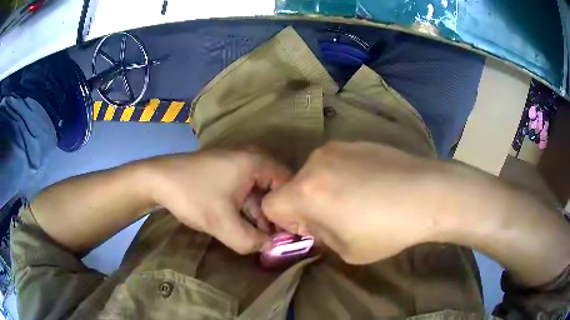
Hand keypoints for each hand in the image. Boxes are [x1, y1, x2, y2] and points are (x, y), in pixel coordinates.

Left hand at [147, 148, 290, 253]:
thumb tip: (271, 248)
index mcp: (257, 162)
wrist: (157, 180)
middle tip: (275, 239)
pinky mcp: (227, 170)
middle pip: (275, 189)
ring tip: (260, 237)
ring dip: (260, 214)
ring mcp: (238, 162)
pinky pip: (246, 189)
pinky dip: (248, 207)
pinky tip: (245, 225)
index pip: (288, 186)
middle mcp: (252, 157)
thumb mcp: (223, 224)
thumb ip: (251, 241)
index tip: (289, 234)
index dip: (289, 212)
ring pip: (260, 191)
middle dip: (274, 216)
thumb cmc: (193, 196)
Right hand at [262, 142, 444, 263]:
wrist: (428, 193)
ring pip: (314, 173)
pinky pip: (336, 162)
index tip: (309, 229)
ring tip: (357, 199)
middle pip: (292, 187)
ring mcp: (337, 148)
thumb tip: (312, 225)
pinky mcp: (356, 142)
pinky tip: (371, 184)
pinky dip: (342, 175)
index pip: (270, 205)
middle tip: (335, 218)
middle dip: (304, 205)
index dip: (284, 222)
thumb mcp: (346, 249)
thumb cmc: (386, 230)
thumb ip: (319, 235)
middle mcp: (315, 163)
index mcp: (307, 192)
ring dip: (323, 188)